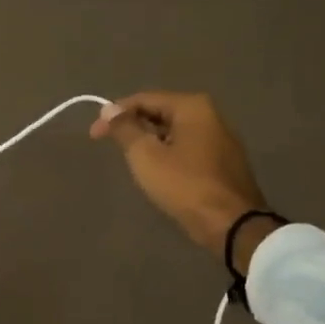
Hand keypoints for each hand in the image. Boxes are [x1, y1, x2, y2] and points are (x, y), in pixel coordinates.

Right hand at [90, 92, 274, 265]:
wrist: (231, 224)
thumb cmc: (184, 185)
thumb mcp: (145, 155)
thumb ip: (125, 128)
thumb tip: (109, 109)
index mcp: (192, 106)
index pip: (144, 99)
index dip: (114, 114)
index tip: (94, 134)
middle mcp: (210, 115)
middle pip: (160, 113)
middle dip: (133, 128)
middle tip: (112, 148)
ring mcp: (220, 139)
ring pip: (173, 132)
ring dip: (150, 142)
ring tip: (132, 162)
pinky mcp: (223, 161)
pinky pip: (187, 148)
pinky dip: (167, 154)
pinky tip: (157, 172)